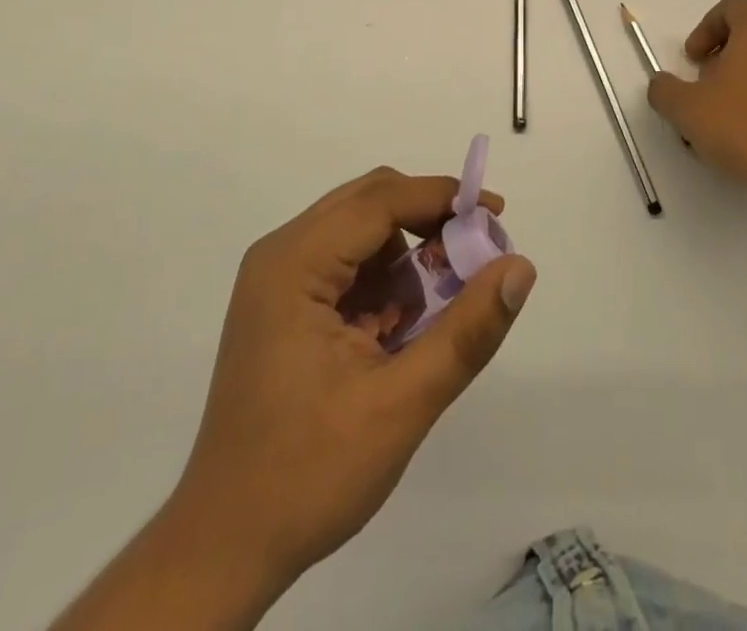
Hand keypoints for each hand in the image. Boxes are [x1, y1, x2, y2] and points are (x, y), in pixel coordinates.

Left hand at [160, 168, 536, 621]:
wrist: (225, 547)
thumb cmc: (309, 474)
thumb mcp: (401, 404)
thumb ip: (467, 331)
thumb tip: (521, 267)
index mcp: (294, 264)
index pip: (380, 201)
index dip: (442, 198)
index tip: (496, 216)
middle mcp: (281, 255)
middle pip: (368, 203)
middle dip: (428, 220)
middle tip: (476, 255)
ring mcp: (278, 280)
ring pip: (360, 231)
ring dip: (406, 254)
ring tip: (437, 307)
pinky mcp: (284, 305)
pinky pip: (346, 265)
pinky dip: (383, 282)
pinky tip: (399, 329)